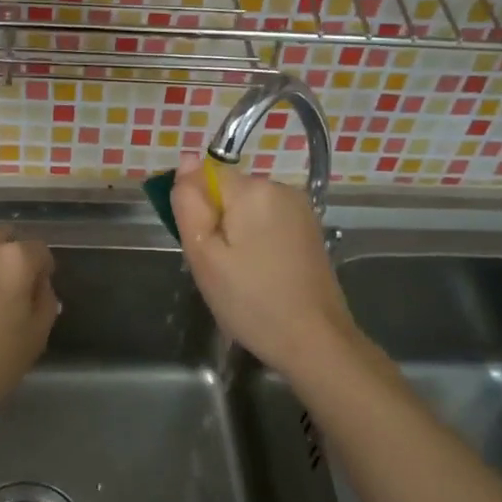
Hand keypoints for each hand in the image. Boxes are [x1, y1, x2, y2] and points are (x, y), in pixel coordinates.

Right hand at [171, 160, 359, 380]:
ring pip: (248, 210)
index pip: (205, 177)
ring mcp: (300, 209)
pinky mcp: (310, 230)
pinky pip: (268, 224)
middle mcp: (281, 188)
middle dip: (217, 224)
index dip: (196, 209)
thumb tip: (186, 160)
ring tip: (240, 276)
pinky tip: (261, 276)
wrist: (314, 340)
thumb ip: (189, 204)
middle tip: (218, 268)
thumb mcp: (204, 255)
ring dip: (236, 236)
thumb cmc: (251, 301)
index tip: (202, 246)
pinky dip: (257, 244)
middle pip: (228, 193)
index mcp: (253, 190)